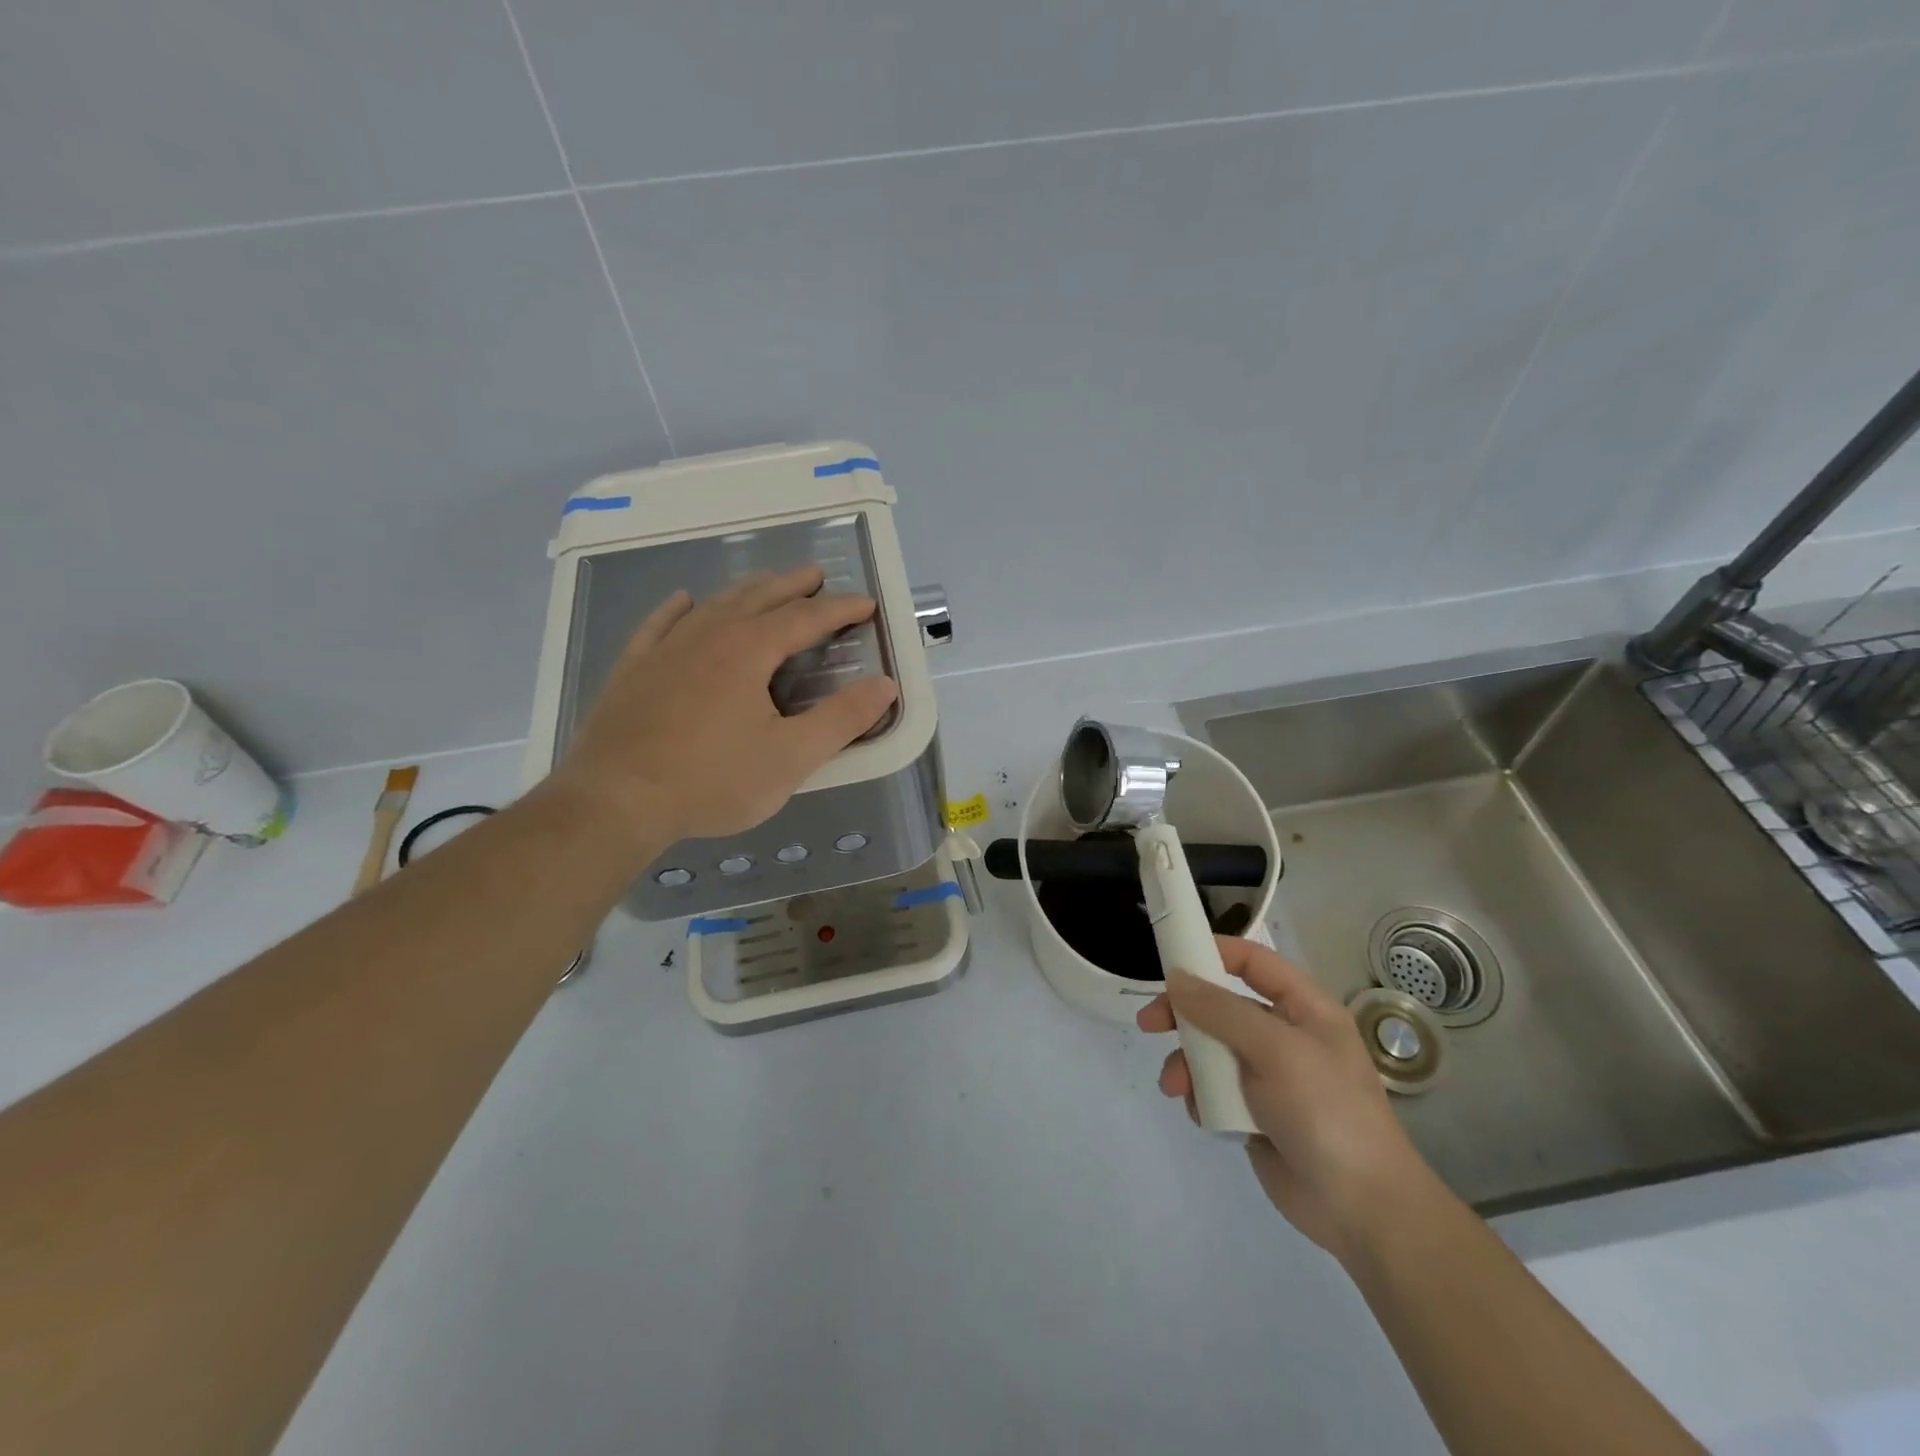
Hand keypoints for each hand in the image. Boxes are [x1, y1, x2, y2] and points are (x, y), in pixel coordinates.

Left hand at [543, 564, 897, 849]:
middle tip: (816, 576)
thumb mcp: (791, 757)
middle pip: (759, 597)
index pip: (805, 618)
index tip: (866, 603)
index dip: (839, 609)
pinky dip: (679, 608)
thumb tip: (885, 686)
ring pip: (713, 604)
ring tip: (766, 584)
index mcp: (749, 650)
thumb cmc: (712, 780)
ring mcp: (665, 648)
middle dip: (792, 585)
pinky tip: (684, 601)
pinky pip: (660, 624)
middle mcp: (708, 635)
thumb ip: (842, 720)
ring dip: (746, 590)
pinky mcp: (634, 668)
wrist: (615, 800)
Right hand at [1136, 937, 1433, 1260]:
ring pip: (1210, 1050)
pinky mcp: (1253, 1112)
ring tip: (1175, 1088)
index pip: (1253, 962)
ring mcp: (1268, 1076)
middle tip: (1149, 1024)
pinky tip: (1202, 1115)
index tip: (1171, 958)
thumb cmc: (1326, 1111)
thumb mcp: (1275, 1049)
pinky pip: (1213, 1089)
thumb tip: (1176, 977)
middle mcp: (1284, 1036)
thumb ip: (1221, 1010)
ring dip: (1187, 1064)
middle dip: (1185, 1015)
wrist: (1361, 1208)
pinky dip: (1200, 1096)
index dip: (1214, 952)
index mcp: (1304, 1009)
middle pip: (1222, 1006)